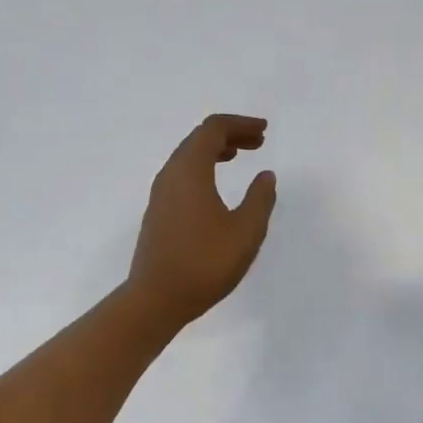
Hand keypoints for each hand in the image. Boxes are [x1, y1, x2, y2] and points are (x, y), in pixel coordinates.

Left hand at [126, 114, 276, 331]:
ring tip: (239, 156)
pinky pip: (181, 175)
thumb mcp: (245, 231)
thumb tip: (265, 175)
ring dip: (215, 151)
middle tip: (258, 142)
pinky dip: (203, 168)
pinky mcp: (158, 212)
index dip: (240, 124)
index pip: (212, 129)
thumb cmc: (204, 263)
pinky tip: (216, 187)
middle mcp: (171, 175)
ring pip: (187, 157)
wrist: (156, 298)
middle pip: (198, 139)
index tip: (264, 131)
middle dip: (229, 134)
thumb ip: (260, 199)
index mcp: (190, 170)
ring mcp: (160, 194)